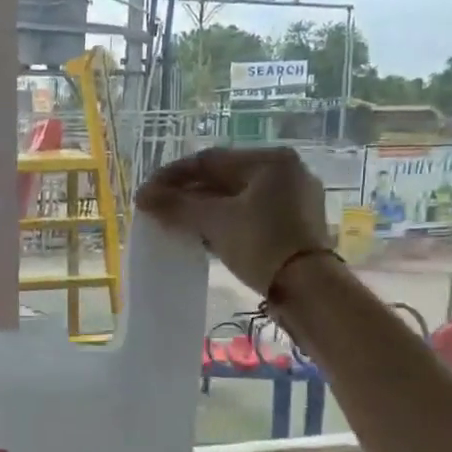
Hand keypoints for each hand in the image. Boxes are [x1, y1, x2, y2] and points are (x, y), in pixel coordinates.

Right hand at [137, 147, 330, 294]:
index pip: (210, 160)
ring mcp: (295, 200)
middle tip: (160, 208)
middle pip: (225, 178)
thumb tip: (142, 196)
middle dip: (189, 193)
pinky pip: (251, 215)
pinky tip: (205, 235)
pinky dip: (226, 222)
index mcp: (270, 160)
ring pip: (238, 198)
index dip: (173, 175)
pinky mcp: (297, 226)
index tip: (148, 192)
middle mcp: (287, 172)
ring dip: (205, 209)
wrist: (309, 290)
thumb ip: (177, 205)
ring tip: (177, 223)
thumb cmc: (262, 244)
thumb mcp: (215, 222)